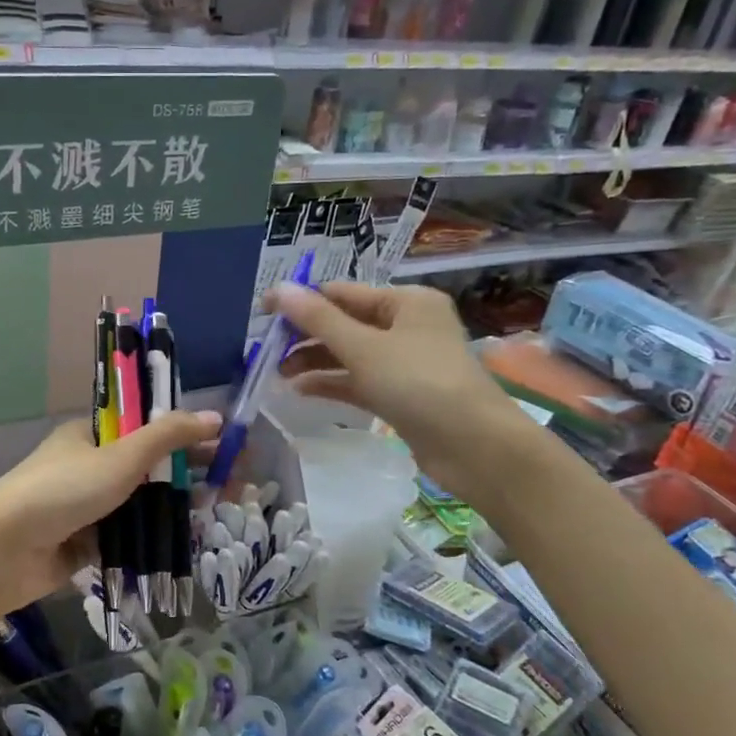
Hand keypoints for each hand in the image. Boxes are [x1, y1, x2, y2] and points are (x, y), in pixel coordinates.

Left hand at [0, 412, 221, 622]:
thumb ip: (166, 436)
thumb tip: (214, 417)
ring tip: (220, 513)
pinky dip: (155, 538)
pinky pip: (130, 536)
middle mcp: (91, 466)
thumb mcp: (118, 457)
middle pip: (151, 467)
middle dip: (191, 474)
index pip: (149, 427)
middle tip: (235, 486)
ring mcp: (89, 507)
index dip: (188, 434)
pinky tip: (189, 542)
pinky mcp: (87, 543)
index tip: (226, 446)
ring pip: (143, 504)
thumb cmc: (60, 492)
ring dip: (177, 508)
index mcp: (93, 435)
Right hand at [268, 280, 518, 484]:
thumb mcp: (363, 347)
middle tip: (266, 351)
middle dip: (306, 336)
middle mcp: (407, 325)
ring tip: (278, 375)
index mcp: (406, 301)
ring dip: (314, 361)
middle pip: (345, 323)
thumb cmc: (418, 383)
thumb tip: (278, 289)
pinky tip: (301, 391)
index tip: (262, 314)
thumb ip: (318, 320)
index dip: (301, 301)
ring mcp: (405, 362)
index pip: (342, 293)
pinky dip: (332, 383)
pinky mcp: (401, 394)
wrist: (473, 446)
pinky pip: (359, 381)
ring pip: (350, 354)